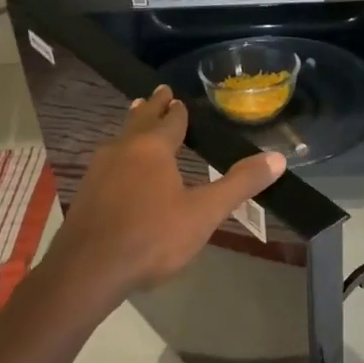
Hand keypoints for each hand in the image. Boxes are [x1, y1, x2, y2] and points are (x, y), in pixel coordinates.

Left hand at [45, 85, 285, 301]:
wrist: (89, 269)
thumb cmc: (152, 237)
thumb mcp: (204, 213)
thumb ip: (239, 184)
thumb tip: (278, 158)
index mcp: (153, 148)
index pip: (170, 120)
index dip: (177, 111)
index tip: (178, 98)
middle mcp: (123, 150)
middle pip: (139, 121)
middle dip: (151, 107)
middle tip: (158, 93)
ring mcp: (99, 170)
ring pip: (119, 139)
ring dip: (132, 127)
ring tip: (137, 120)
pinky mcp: (86, 193)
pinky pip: (107, 162)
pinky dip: (119, 154)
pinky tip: (118, 168)